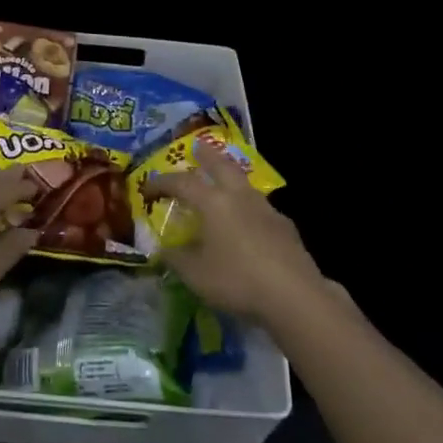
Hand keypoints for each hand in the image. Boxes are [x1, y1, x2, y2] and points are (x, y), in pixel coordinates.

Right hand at [147, 151, 322, 325]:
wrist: (294, 295)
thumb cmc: (237, 280)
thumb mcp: (195, 275)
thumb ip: (176, 259)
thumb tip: (162, 250)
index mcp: (213, 203)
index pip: (182, 183)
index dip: (162, 183)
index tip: (147, 189)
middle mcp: (240, 197)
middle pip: (221, 166)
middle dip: (207, 156)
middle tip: (198, 147)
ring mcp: (266, 209)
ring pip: (244, 184)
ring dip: (231, 178)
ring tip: (224, 183)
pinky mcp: (285, 226)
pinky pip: (260, 207)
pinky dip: (248, 207)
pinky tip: (249, 223)